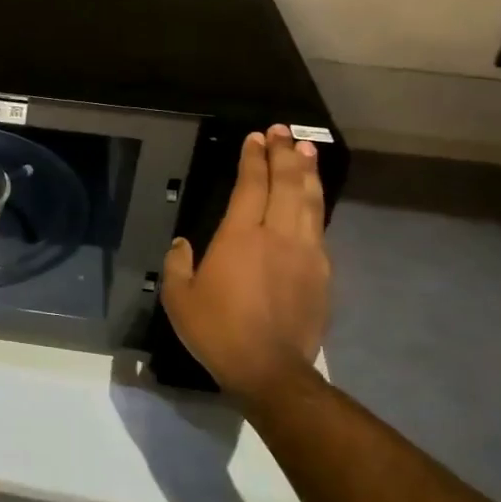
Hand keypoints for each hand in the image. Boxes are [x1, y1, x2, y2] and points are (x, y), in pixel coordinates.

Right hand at [161, 126, 330, 406]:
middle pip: (286, 184)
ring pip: (310, 202)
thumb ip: (178, 263)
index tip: (255, 137)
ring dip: (307, 173)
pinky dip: (316, 205)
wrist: (270, 369)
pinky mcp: (322, 273)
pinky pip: (319, 227)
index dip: (253, 159)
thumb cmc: (217, 330)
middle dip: (283, 154)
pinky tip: (313, 199)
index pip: (250, 186)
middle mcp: (277, 235)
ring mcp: (306, 252)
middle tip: (282, 132)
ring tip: (306, 151)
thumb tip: (183, 243)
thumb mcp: (178, 297)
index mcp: (239, 236)